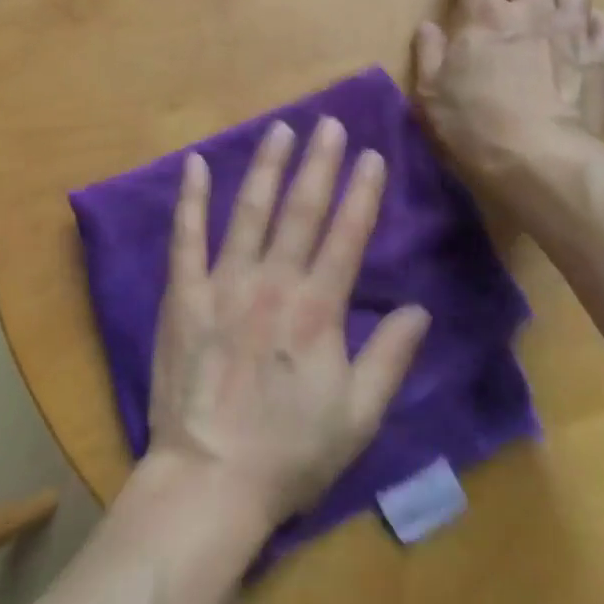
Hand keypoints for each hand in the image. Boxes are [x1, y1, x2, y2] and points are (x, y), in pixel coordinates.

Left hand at [145, 117, 431, 529]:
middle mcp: (273, 283)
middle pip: (301, 210)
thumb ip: (389, 358)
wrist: (210, 481)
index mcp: (317, 310)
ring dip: (266, 166)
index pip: (347, 236)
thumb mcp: (357, 416)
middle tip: (329, 123)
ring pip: (249, 211)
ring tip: (280, 128)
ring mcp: (223, 284)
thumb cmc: (289, 453)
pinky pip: (185, 238)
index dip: (362, 192)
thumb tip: (420, 309)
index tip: (372, 154)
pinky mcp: (183, 294)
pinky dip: (189, 199)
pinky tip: (194, 163)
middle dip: (319, 163)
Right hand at [412, 0, 603, 199]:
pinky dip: (597, 18)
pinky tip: (595, 19)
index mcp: (485, 18)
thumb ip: (428, 54)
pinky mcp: (601, 60)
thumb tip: (429, 26)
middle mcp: (531, 14)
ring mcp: (572, 34)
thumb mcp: (431, 93)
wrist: (541, 161)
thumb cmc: (474, 126)